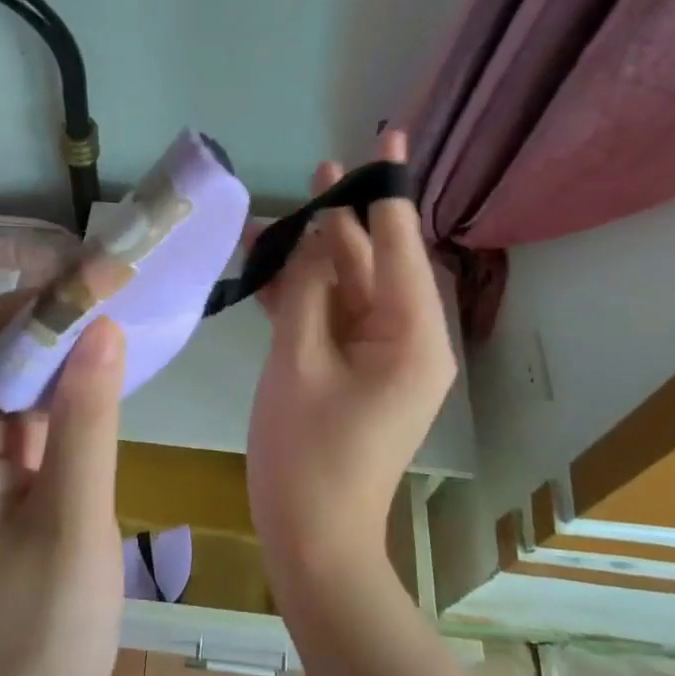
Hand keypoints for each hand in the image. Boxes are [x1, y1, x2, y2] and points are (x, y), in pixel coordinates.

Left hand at [0, 292, 126, 675]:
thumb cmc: (43, 632)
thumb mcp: (73, 519)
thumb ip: (87, 419)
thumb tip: (100, 326)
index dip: (33, 303)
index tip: (97, 285)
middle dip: (50, 318)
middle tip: (118, 296)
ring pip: (15, 381)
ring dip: (61, 350)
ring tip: (120, 323)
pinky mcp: (6, 484)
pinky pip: (30, 415)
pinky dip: (66, 389)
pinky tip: (108, 382)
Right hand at [247, 129, 455, 581]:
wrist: (312, 539)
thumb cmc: (307, 454)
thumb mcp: (299, 361)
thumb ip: (308, 289)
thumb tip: (315, 236)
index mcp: (411, 334)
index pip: (401, 243)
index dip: (387, 189)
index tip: (388, 136)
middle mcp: (404, 337)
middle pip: (371, 261)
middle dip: (337, 222)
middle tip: (314, 175)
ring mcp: (377, 355)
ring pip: (343, 287)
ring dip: (307, 259)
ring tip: (264, 221)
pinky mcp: (351, 369)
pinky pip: (329, 317)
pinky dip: (300, 295)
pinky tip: (264, 268)